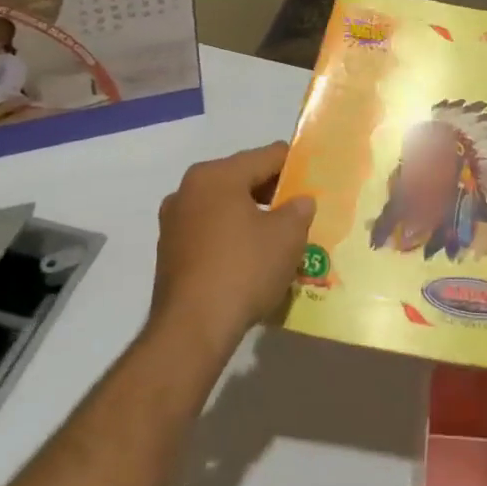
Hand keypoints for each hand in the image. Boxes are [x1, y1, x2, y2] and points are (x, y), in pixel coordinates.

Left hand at [150, 142, 314, 358]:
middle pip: (243, 179)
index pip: (268, 156)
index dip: (297, 166)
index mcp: (217, 175)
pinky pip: (211, 232)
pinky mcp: (169, 252)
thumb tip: (299, 202)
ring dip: (253, 217)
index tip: (317, 182)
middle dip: (274, 194)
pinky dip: (233, 237)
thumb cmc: (244, 269)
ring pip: (226, 207)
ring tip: (280, 239)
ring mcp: (174, 222)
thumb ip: (299, 209)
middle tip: (301, 213)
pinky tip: (253, 260)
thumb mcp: (288, 235)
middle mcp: (189, 190)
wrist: (192, 329)